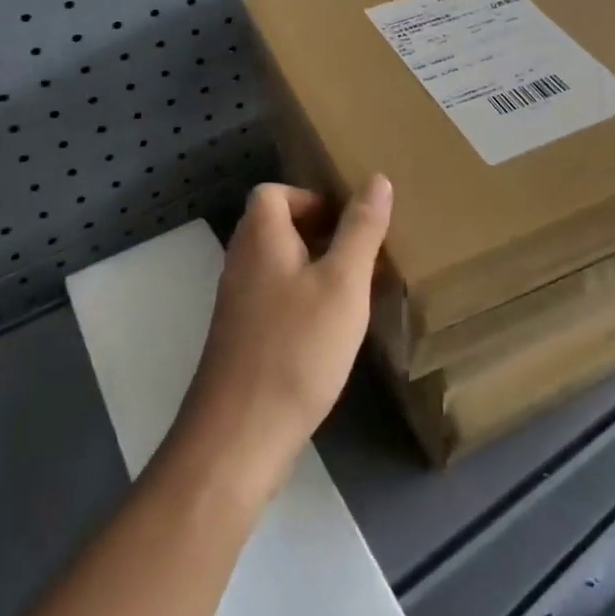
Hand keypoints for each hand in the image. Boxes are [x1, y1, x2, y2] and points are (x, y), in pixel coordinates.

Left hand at [170, 177, 392, 504]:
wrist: (240, 435)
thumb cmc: (297, 348)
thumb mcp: (343, 283)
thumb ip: (361, 230)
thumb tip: (377, 180)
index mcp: (260, 239)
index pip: (272, 193)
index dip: (310, 198)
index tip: (346, 223)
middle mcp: (241, 263)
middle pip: (275, 227)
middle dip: (320, 233)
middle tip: (361, 255)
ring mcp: (237, 304)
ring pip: (278, 266)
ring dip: (315, 268)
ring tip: (355, 290)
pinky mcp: (241, 339)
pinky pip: (275, 299)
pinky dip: (303, 301)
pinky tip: (331, 331)